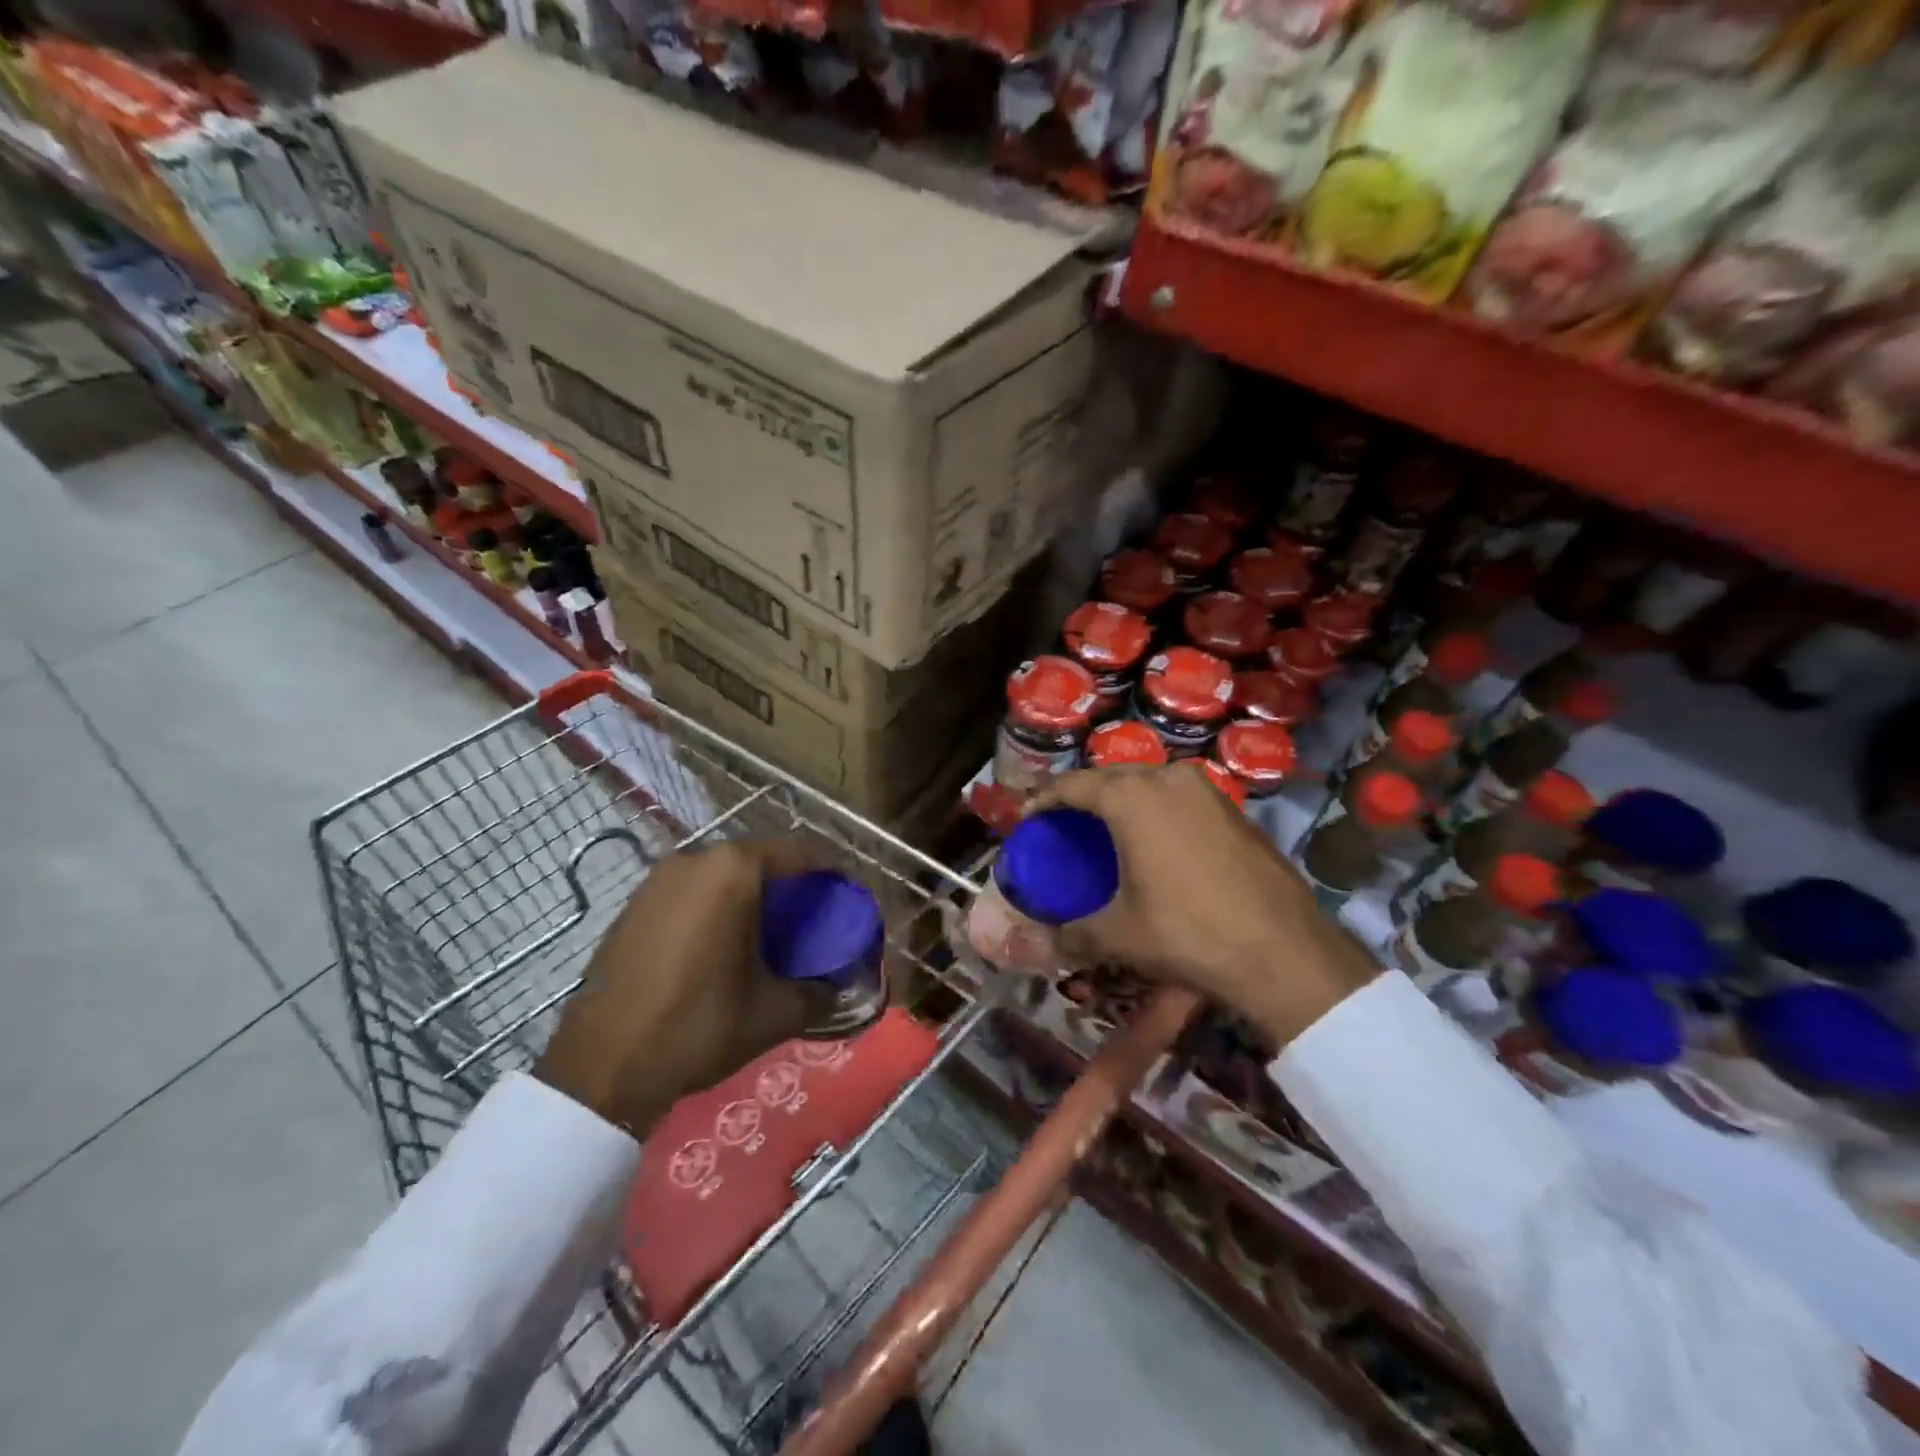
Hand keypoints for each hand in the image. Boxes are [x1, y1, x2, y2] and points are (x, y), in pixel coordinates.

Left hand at [535, 838, 840, 1138]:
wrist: (602, 1065)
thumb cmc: (698, 1024)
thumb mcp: (773, 1013)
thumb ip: (819, 994)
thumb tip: (843, 991)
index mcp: (733, 869)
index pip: (800, 852)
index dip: (832, 871)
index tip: (850, 894)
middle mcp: (695, 859)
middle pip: (760, 859)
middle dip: (791, 884)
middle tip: (814, 917)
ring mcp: (658, 879)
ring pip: (722, 874)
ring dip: (752, 895)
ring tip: (771, 932)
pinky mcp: (634, 904)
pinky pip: (691, 891)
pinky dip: (717, 906)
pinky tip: (724, 945)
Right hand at [1030, 767, 1376, 1047]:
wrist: (1283, 951)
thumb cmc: (1188, 933)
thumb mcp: (1120, 935)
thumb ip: (1074, 933)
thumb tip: (1048, 942)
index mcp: (1132, 797)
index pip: (1073, 785)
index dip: (1043, 799)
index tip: (1025, 816)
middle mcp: (1168, 779)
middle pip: (1110, 777)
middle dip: (1081, 795)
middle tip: (1061, 821)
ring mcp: (1207, 790)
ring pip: (1148, 783)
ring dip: (1121, 799)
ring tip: (1104, 827)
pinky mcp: (1233, 809)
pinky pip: (1178, 797)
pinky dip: (1155, 809)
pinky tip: (1153, 840)